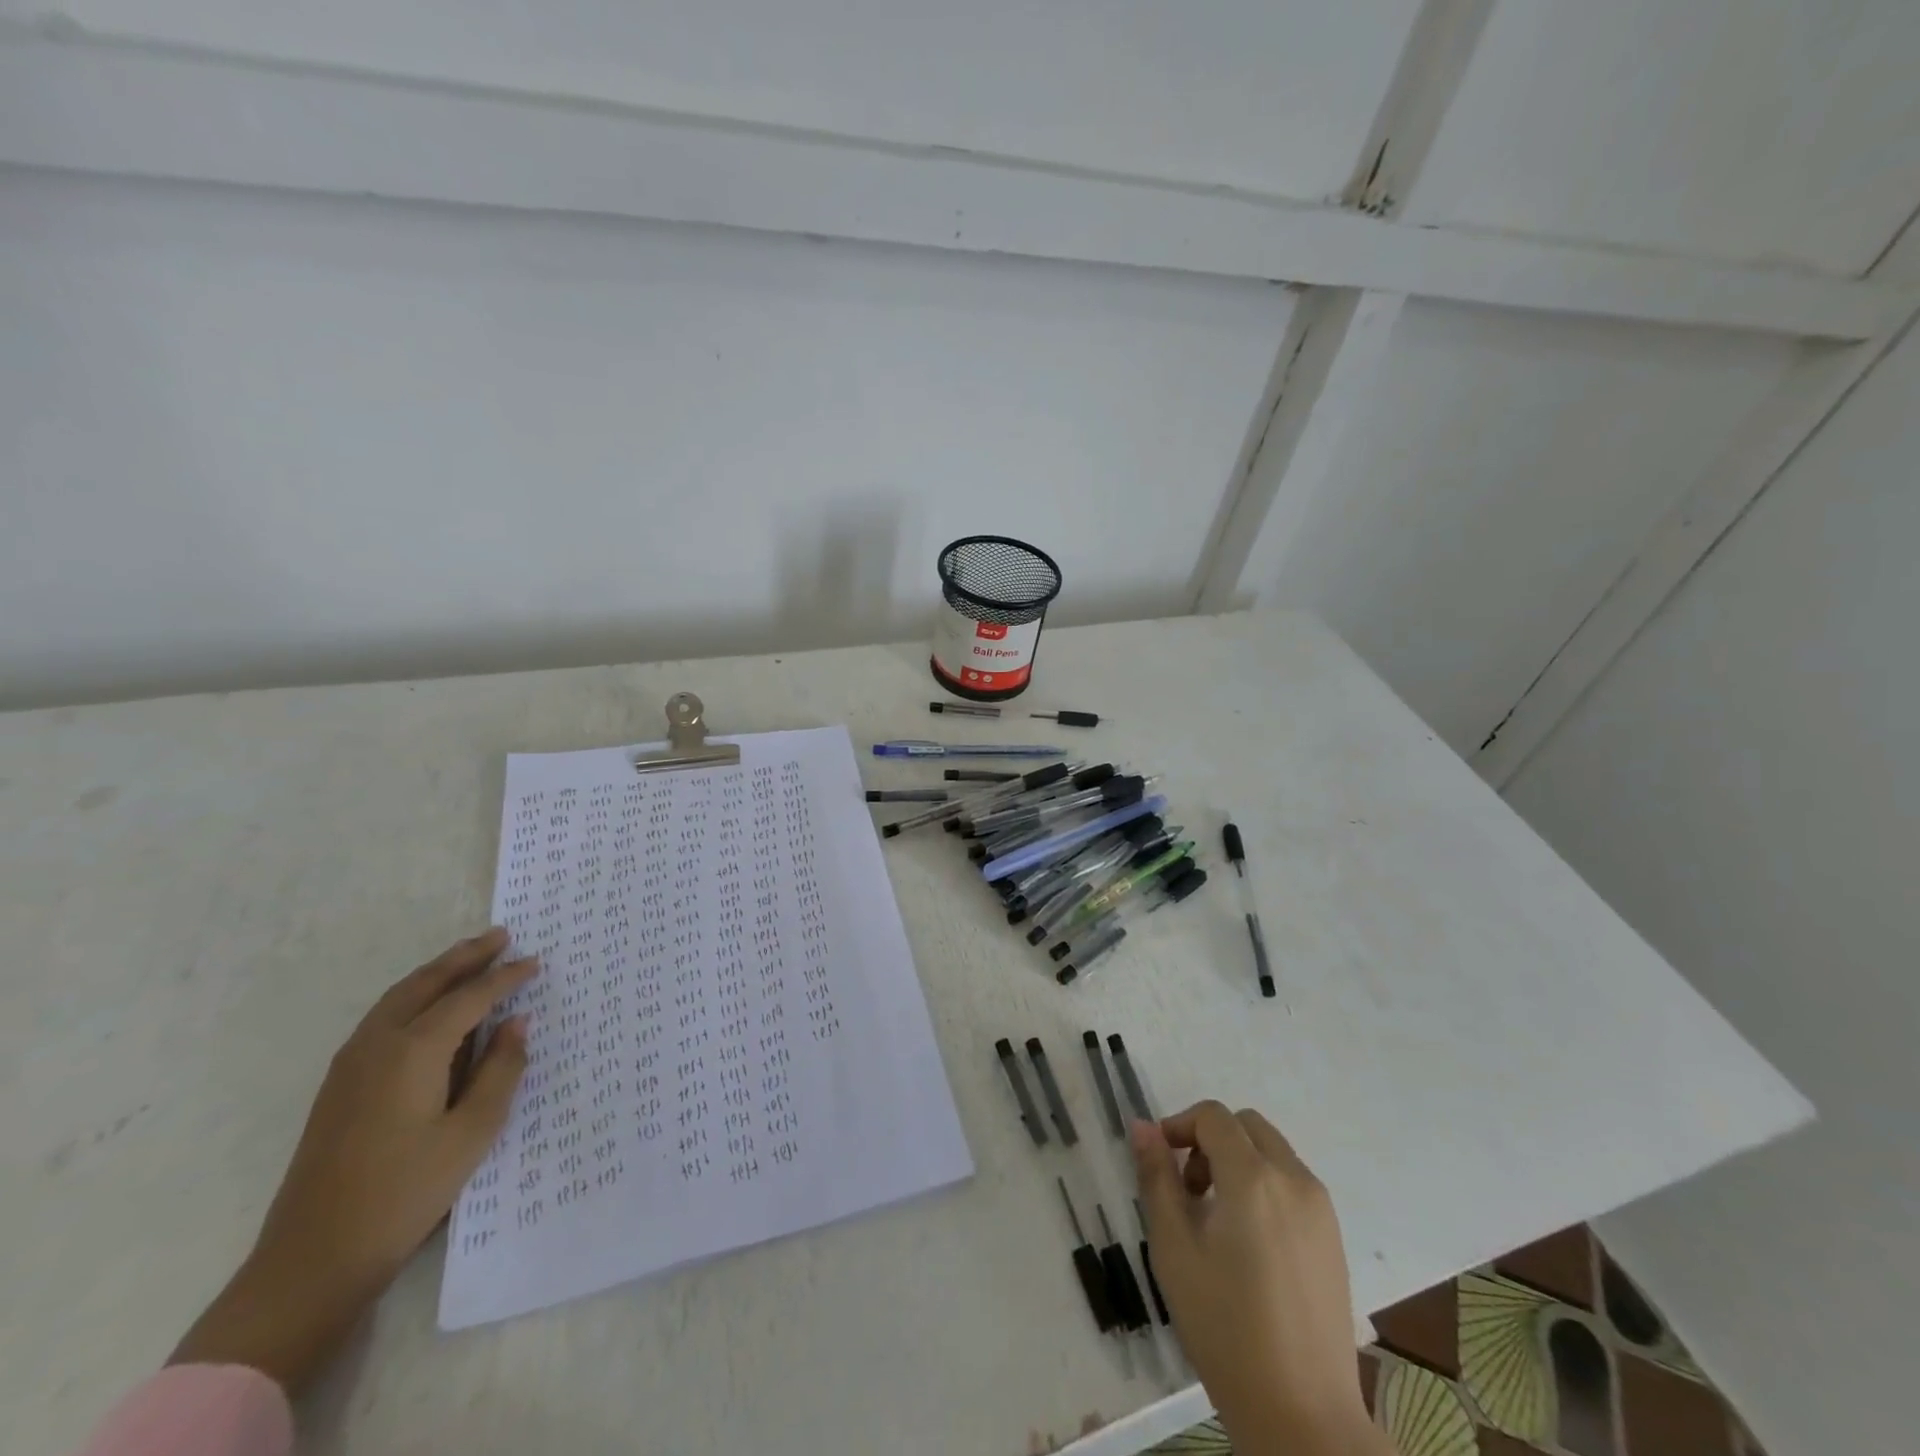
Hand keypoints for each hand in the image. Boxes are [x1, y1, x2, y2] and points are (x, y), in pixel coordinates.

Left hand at [171, 928, 537, 1392]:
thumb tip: (517, 1022)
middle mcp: (378, 1044)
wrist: (311, 1260)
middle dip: (465, 956)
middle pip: (426, 983)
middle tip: (501, 935)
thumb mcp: (472, 1133)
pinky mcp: (339, 1086)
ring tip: (470, 958)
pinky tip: (430, 1007)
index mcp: (413, 1051)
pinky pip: (383, 1018)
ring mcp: (350, 1065)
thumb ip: (501, 1070)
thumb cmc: (405, 1192)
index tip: (536, 961)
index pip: (470, 998)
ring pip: (399, 997)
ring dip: (437, 972)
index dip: (505, 977)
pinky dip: (414, 996)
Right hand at [1131, 1103, 1387, 1455]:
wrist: (1303, 1416)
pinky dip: (1264, 1186)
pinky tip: (1249, 1243)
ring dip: (1238, 1161)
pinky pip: (1293, 1184)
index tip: (1159, 1161)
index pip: (1213, 1117)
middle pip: (1246, 1125)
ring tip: (1215, 1218)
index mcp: (1254, 1177)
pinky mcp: (1334, 1239)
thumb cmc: (1225, 1327)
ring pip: (1272, 1152)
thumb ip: (1157, 1178)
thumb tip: (1143, 1127)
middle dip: (1210, 1139)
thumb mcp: (1174, 1248)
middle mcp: (1294, 1179)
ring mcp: (1321, 1209)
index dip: (1179, 1125)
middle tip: (1188, 1188)